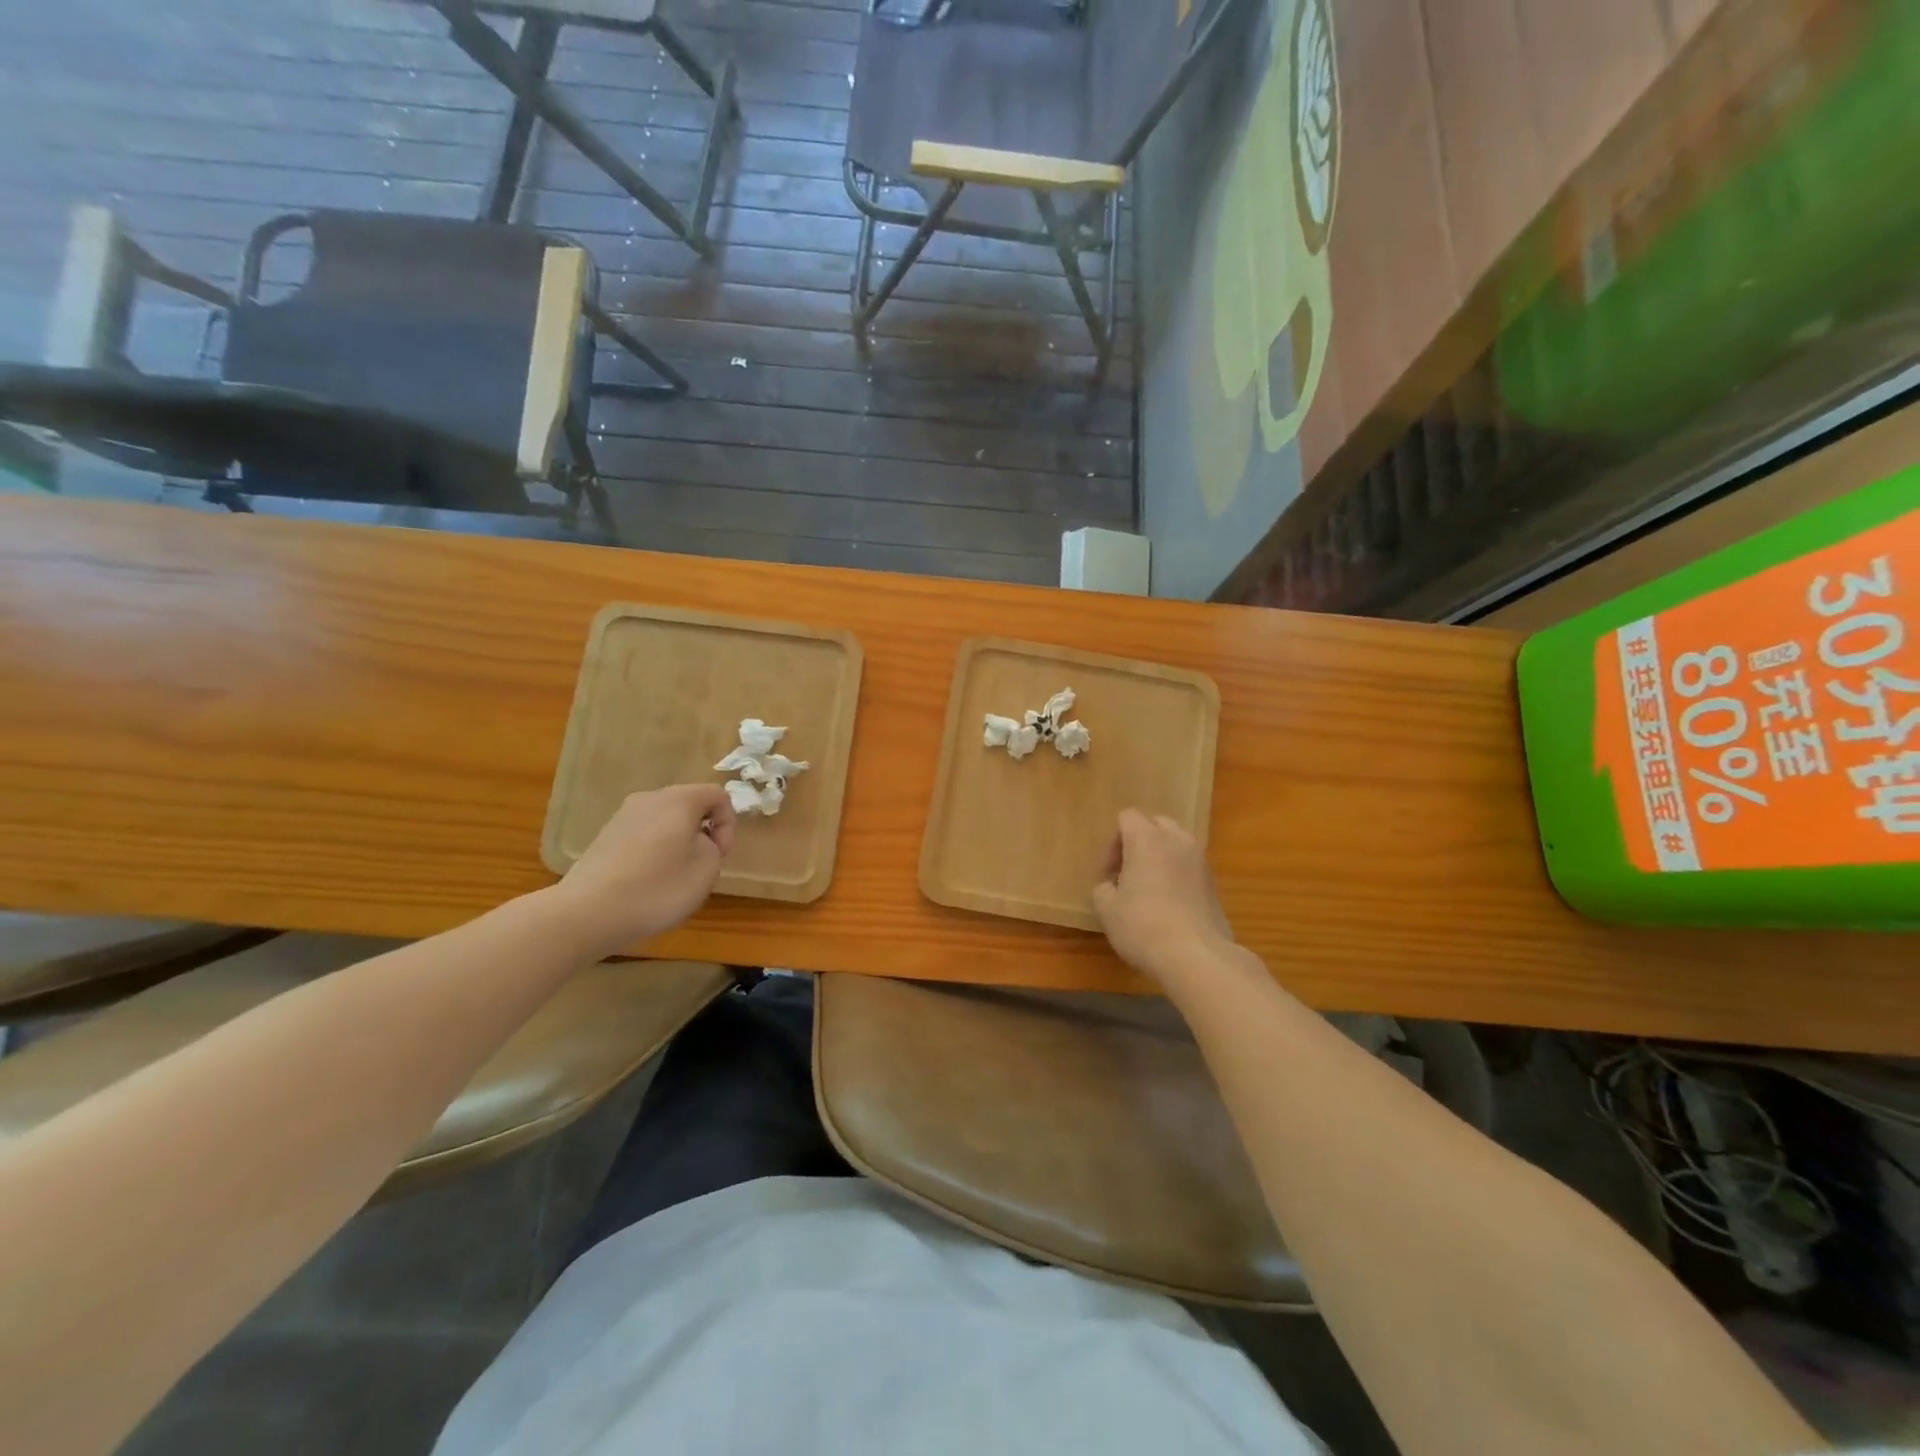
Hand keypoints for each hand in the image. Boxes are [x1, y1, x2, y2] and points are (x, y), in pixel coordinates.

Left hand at [556, 784, 734, 955]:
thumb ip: (713, 847)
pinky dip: (654, 852)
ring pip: (664, 821)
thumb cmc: (657, 889)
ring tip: (675, 877)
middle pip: (689, 805)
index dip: (729, 823)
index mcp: (679, 800)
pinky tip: (648, 882)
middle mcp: (649, 799)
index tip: (721, 855)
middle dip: (703, 832)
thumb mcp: (706, 870)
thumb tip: (695, 841)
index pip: (717, 795)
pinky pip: (642, 835)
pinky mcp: (604, 837)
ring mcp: (622, 817)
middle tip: (703, 865)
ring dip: (678, 843)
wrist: (587, 913)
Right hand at [1092, 809, 1234, 977]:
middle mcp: (1176, 840)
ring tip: (1150, 888)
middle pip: (1155, 824)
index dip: (1114, 842)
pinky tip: (1169, 904)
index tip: (1109, 873)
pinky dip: (1177, 874)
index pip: (1127, 817)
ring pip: (1176, 843)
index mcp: (1146, 838)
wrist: (1196, 956)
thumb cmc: (1142, 926)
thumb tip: (1111, 886)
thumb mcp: (1106, 909)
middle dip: (1139, 842)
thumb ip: (1103, 888)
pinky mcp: (1214, 882)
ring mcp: (1200, 860)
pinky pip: (1189, 865)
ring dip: (1161, 856)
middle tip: (1128, 873)